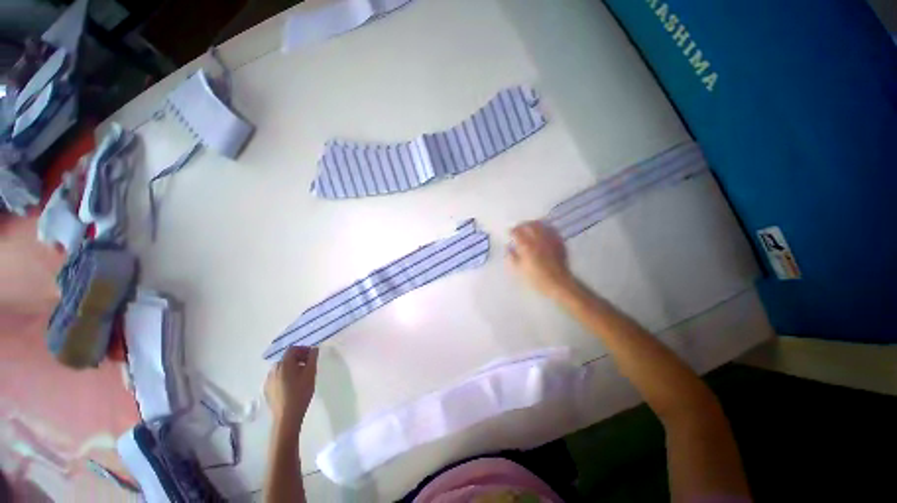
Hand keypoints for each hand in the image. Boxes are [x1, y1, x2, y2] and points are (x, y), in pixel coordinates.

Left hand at [265, 346, 318, 428]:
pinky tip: (292, 386)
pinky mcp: (267, 390)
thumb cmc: (301, 392)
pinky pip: (277, 378)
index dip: (303, 349)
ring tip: (301, 377)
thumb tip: (314, 348)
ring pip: (281, 368)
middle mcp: (273, 369)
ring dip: (291, 368)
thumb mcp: (311, 373)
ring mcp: (268, 380)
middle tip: (308, 366)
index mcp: (284, 363)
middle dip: (298, 359)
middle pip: (286, 358)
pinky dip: (285, 377)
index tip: (311, 356)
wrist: (287, 416)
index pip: (292, 349)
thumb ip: (313, 358)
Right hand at [507, 221, 574, 297]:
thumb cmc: (536, 278)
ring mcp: (550, 239)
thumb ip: (511, 257)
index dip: (512, 231)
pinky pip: (551, 230)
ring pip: (541, 225)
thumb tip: (508, 248)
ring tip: (529, 228)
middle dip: (522, 225)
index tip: (509, 233)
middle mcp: (538, 239)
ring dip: (533, 224)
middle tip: (518, 228)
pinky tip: (543, 232)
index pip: (517, 232)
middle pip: (530, 225)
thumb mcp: (519, 270)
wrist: (558, 283)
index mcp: (527, 246)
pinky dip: (545, 228)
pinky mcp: (559, 242)